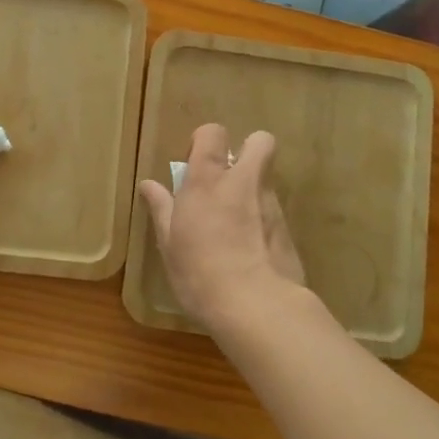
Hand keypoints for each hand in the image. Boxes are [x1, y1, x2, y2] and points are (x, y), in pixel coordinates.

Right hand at [138, 124, 305, 332]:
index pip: (213, 133)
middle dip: (248, 150)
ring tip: (236, 224)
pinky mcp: (289, 229)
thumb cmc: (199, 272)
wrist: (257, 306)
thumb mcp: (170, 243)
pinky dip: (263, 220)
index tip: (194, 165)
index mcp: (208, 180)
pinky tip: (251, 250)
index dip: (205, 141)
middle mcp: (244, 182)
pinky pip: (274, 211)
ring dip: (253, 190)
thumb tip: (148, 185)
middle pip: (259, 141)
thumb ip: (162, 208)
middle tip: (228, 179)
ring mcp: (271, 204)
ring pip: (266, 179)